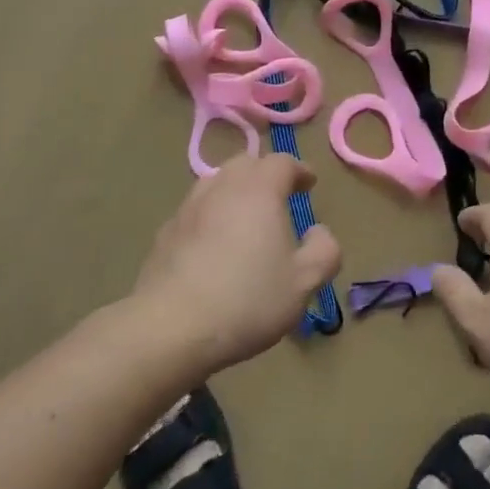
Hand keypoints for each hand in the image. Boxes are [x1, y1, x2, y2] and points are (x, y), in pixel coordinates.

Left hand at [133, 154, 341, 371]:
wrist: (171, 326)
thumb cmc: (247, 300)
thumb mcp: (303, 283)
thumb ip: (323, 251)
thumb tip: (318, 231)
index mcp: (259, 190)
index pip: (282, 162)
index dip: (299, 170)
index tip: (309, 184)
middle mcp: (222, 187)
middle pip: (245, 164)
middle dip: (265, 174)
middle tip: (278, 196)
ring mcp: (189, 207)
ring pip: (216, 183)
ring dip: (235, 191)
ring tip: (245, 216)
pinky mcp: (166, 231)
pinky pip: (195, 210)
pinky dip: (210, 215)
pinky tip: (213, 244)